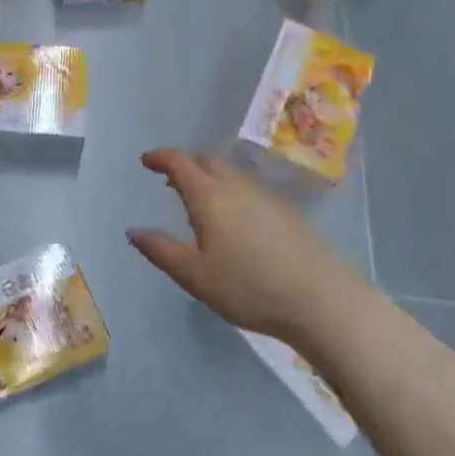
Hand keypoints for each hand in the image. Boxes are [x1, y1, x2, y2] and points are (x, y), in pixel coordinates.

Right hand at [127, 149, 360, 342]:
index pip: (180, 162)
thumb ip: (162, 251)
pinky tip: (233, 218)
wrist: (321, 299)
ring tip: (198, 199)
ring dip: (208, 176)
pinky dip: (230, 190)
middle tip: (170, 180)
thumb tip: (133, 231)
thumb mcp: (196, 276)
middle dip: (185, 164)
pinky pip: (247, 188)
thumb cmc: (249, 287)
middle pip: (206, 161)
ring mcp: (264, 196)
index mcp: (209, 196)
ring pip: (229, 173)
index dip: (160, 157)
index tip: (146, 161)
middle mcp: (236, 186)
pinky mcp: (286, 211)